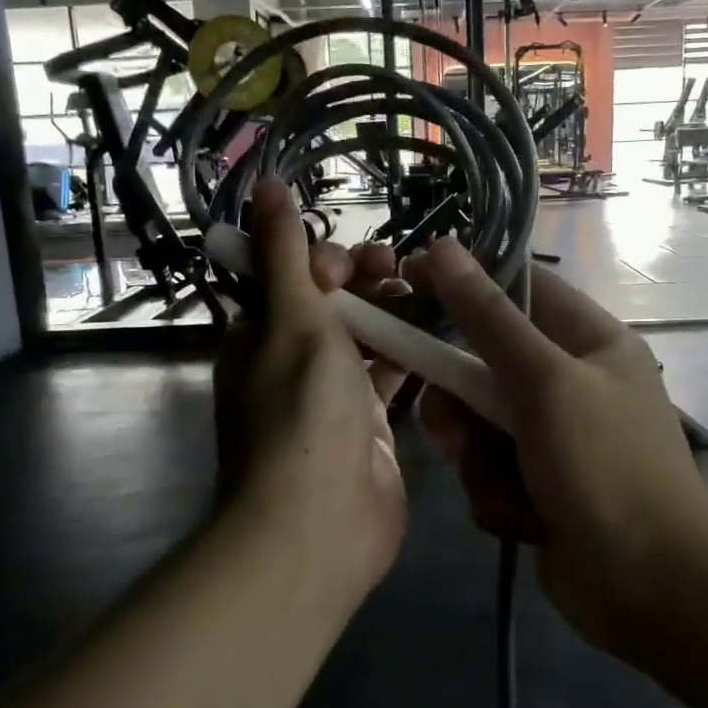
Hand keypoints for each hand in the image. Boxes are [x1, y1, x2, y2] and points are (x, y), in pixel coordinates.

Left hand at [212, 180, 408, 590]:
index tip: (354, 264)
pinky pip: (394, 379)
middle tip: (401, 270)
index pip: (292, 278)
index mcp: (262, 336)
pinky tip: (444, 334)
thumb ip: (284, 252)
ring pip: (368, 340)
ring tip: (428, 293)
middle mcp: (294, 363)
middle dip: (366, 280)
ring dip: (394, 314)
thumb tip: (263, 183)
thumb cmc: (300, 410)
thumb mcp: (290, 318)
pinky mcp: (372, 428)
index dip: (325, 260)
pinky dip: (414, 355)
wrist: (317, 524)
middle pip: (334, 305)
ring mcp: (335, 398)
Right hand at [401, 239, 707, 653]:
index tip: (409, 286)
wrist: (652, 591)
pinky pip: (488, 472)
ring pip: (477, 424)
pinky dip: (497, 497)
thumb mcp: (546, 383)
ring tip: (503, 487)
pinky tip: (525, 522)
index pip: (518, 287)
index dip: (463, 282)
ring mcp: (553, 437)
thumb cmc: (607, 470)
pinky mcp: (537, 485)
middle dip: (462, 402)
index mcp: (589, 341)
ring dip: (479, 459)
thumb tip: (444, 246)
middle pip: (484, 363)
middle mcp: (570, 382)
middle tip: (451, 428)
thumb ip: (489, 319)